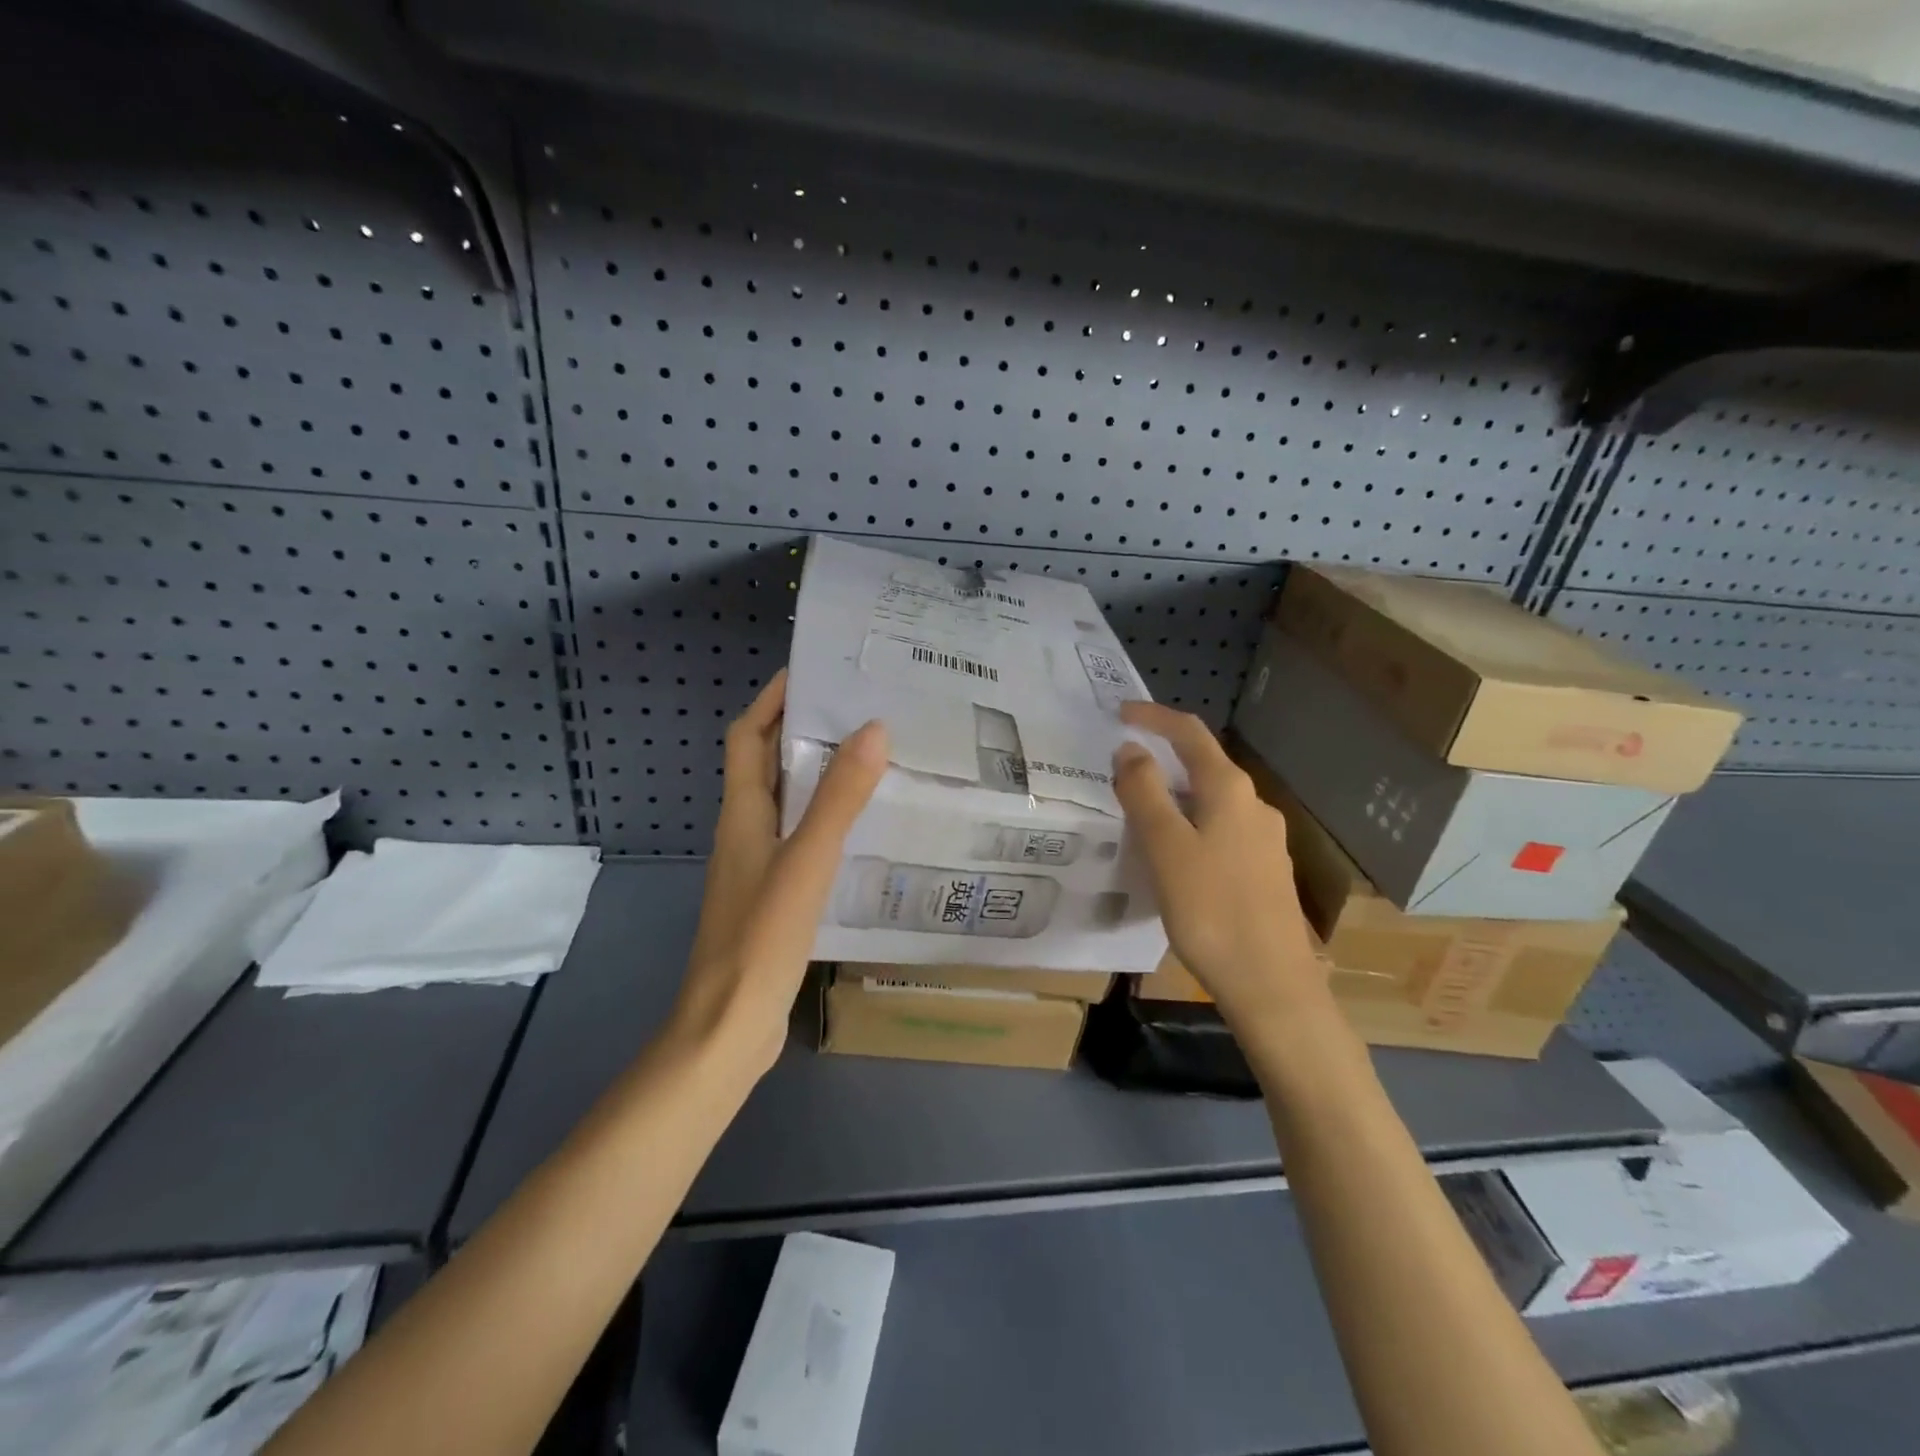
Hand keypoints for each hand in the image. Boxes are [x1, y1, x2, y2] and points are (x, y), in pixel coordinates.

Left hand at [672, 670, 887, 1075]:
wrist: (729, 1026)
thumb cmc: (761, 937)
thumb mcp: (806, 860)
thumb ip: (839, 797)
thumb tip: (873, 728)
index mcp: (742, 814)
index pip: (748, 737)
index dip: (771, 700)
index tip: (810, 671)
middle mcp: (745, 831)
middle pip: (767, 765)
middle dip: (801, 730)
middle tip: (858, 708)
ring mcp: (758, 866)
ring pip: (787, 803)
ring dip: (817, 774)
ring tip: (870, 756)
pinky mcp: (775, 896)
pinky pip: (802, 839)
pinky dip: (826, 819)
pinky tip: (863, 827)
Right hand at [1113, 702, 1324, 1027]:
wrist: (1271, 985)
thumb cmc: (1211, 911)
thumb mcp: (1165, 847)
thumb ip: (1145, 793)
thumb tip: (1131, 749)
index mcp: (1230, 791)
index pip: (1190, 734)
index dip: (1154, 717)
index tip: (1119, 714)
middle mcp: (1254, 806)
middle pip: (1204, 765)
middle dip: (1162, 758)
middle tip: (1120, 768)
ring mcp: (1265, 840)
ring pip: (1211, 801)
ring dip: (1174, 795)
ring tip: (1137, 814)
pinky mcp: (1264, 872)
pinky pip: (1220, 831)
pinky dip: (1190, 825)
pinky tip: (1172, 856)